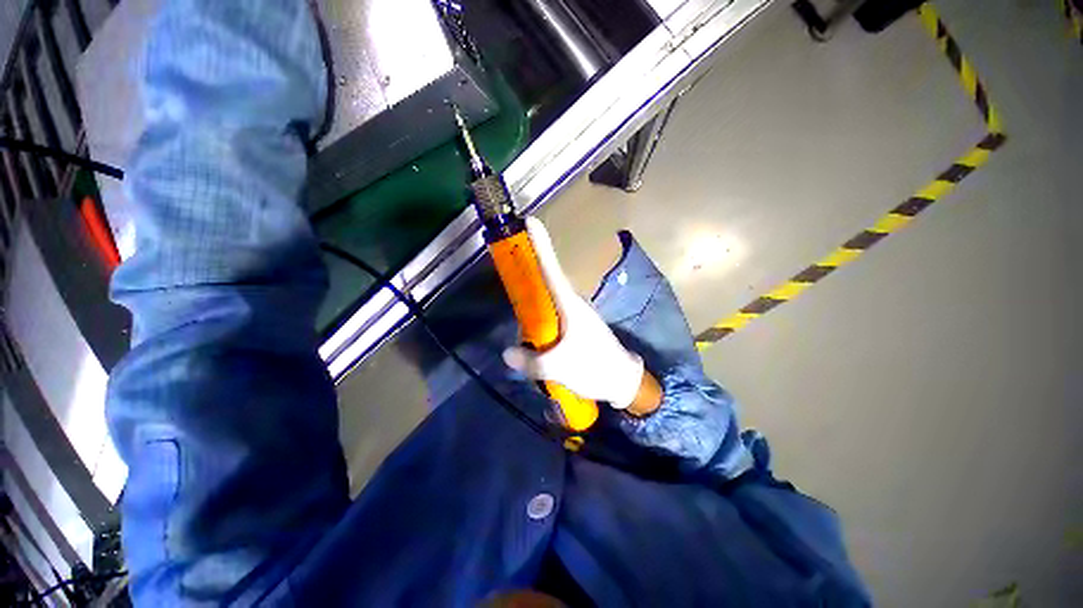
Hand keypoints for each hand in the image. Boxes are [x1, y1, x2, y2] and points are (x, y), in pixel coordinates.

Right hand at [502, 218, 649, 410]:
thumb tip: (506, 353)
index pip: (552, 268)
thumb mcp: (558, 368)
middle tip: (510, 263)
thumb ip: (530, 361)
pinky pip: (553, 312)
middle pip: (548, 278)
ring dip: (534, 293)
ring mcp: (576, 314)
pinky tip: (531, 327)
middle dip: (530, 267)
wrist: (623, 380)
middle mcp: (573, 303)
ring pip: (550, 297)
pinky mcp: (577, 326)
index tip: (530, 222)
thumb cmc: (594, 367)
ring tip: (517, 299)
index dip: (541, 245)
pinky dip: (540, 313)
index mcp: (569, 304)